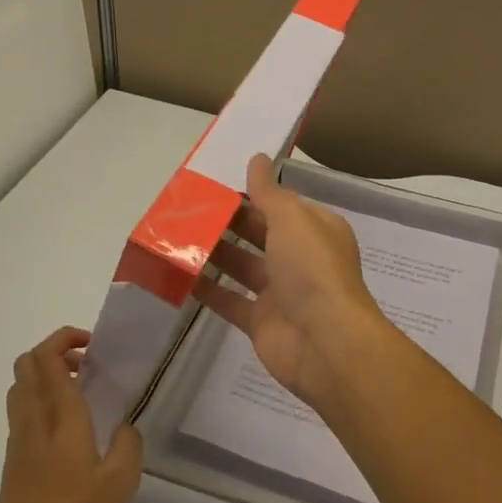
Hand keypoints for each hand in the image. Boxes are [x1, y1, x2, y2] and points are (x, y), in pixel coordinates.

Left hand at [0, 327, 142, 502]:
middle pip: (26, 363)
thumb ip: (128, 444)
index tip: (93, 347)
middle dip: (54, 351)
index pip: (48, 358)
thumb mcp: (120, 482)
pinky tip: (66, 427)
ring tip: (77, 391)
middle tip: (85, 364)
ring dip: (44, 374)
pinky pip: (21, 409)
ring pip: (19, 385)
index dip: (66, 338)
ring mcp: (18, 438)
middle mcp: (34, 418)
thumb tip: (124, 426)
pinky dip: (39, 399)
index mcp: (60, 416)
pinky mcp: (12, 458)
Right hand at [193, 155, 390, 410]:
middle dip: (228, 221)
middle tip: (187, 208)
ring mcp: (280, 292)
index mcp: (316, 230)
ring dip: (214, 252)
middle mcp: (300, 258)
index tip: (216, 185)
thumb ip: (269, 192)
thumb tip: (257, 159)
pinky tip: (178, 275)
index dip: (252, 194)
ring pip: (242, 266)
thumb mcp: (292, 219)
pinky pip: (229, 301)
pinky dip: (207, 289)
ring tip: (176, 235)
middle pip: (260, 233)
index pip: (281, 205)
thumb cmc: (313, 270)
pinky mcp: (261, 322)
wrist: (326, 343)